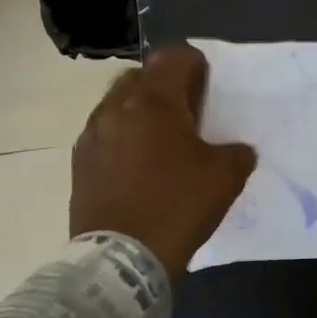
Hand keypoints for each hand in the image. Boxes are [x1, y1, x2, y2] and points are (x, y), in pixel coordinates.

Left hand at [69, 44, 256, 274]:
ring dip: (140, 110)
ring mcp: (93, 135)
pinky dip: (123, 136)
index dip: (194, 63)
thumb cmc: (178, 206)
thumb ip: (236, 152)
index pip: (173, 58)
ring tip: (161, 137)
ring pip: (117, 103)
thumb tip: (235, 150)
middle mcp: (117, 108)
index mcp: (154, 102)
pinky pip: (104, 132)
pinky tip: (139, 162)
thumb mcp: (225, 177)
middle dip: (163, 84)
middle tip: (186, 109)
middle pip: (140, 76)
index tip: (207, 81)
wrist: (122, 259)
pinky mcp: (80, 162)